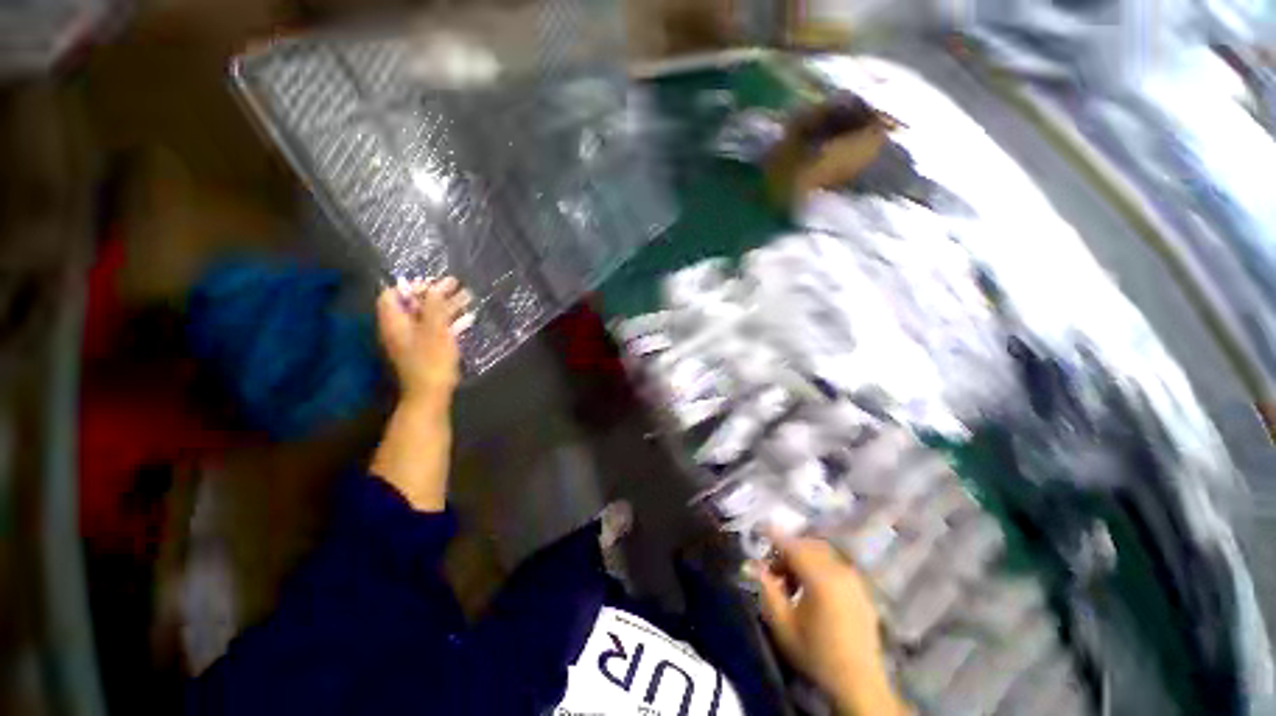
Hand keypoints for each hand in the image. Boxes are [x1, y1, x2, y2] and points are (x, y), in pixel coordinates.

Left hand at [376, 277, 470, 405]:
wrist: (431, 394)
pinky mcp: (426, 351)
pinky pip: (436, 330)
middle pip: (413, 305)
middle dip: (435, 294)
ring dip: (447, 307)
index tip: (434, 284)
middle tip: (457, 286)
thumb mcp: (435, 330)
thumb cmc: (431, 360)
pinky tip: (468, 320)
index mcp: (395, 322)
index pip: (392, 295)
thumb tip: (435, 287)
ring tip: (468, 298)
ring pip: (428, 317)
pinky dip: (449, 322)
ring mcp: (413, 341)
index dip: (412, 286)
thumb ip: (435, 306)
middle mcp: (400, 329)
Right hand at [756, 534, 906, 715]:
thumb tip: (750, 564)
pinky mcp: (861, 590)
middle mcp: (839, 571)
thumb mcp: (782, 624)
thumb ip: (766, 588)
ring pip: (822, 553)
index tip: (758, 529)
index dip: (773, 535)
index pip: (791, 545)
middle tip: (772, 569)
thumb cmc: (815, 654)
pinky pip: (835, 565)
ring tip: (790, 581)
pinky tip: (811, 588)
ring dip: (803, 558)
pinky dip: (818, 566)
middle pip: (807, 545)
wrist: (858, 684)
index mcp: (820, 578)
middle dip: (787, 550)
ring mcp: (854, 579)